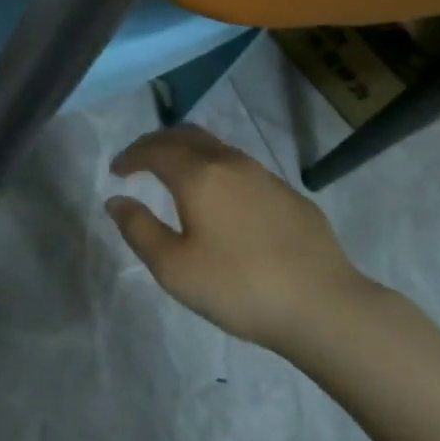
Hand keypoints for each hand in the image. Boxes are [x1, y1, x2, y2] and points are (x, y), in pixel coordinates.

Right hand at [106, 125, 385, 360]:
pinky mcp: (289, 195)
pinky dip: (217, 170)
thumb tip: (117, 201)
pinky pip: (242, 168)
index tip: (116, 171)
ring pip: (218, 148)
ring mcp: (266, 176)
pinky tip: (220, 200)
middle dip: (157, 143)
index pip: (155, 149)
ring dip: (189, 153)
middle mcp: (231, 164)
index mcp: (199, 176)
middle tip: (140, 161)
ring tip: (175, 176)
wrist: (323, 305)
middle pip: (187, 135)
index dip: (131, 156)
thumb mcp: (173, 268)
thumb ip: (139, 229)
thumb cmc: (238, 287)